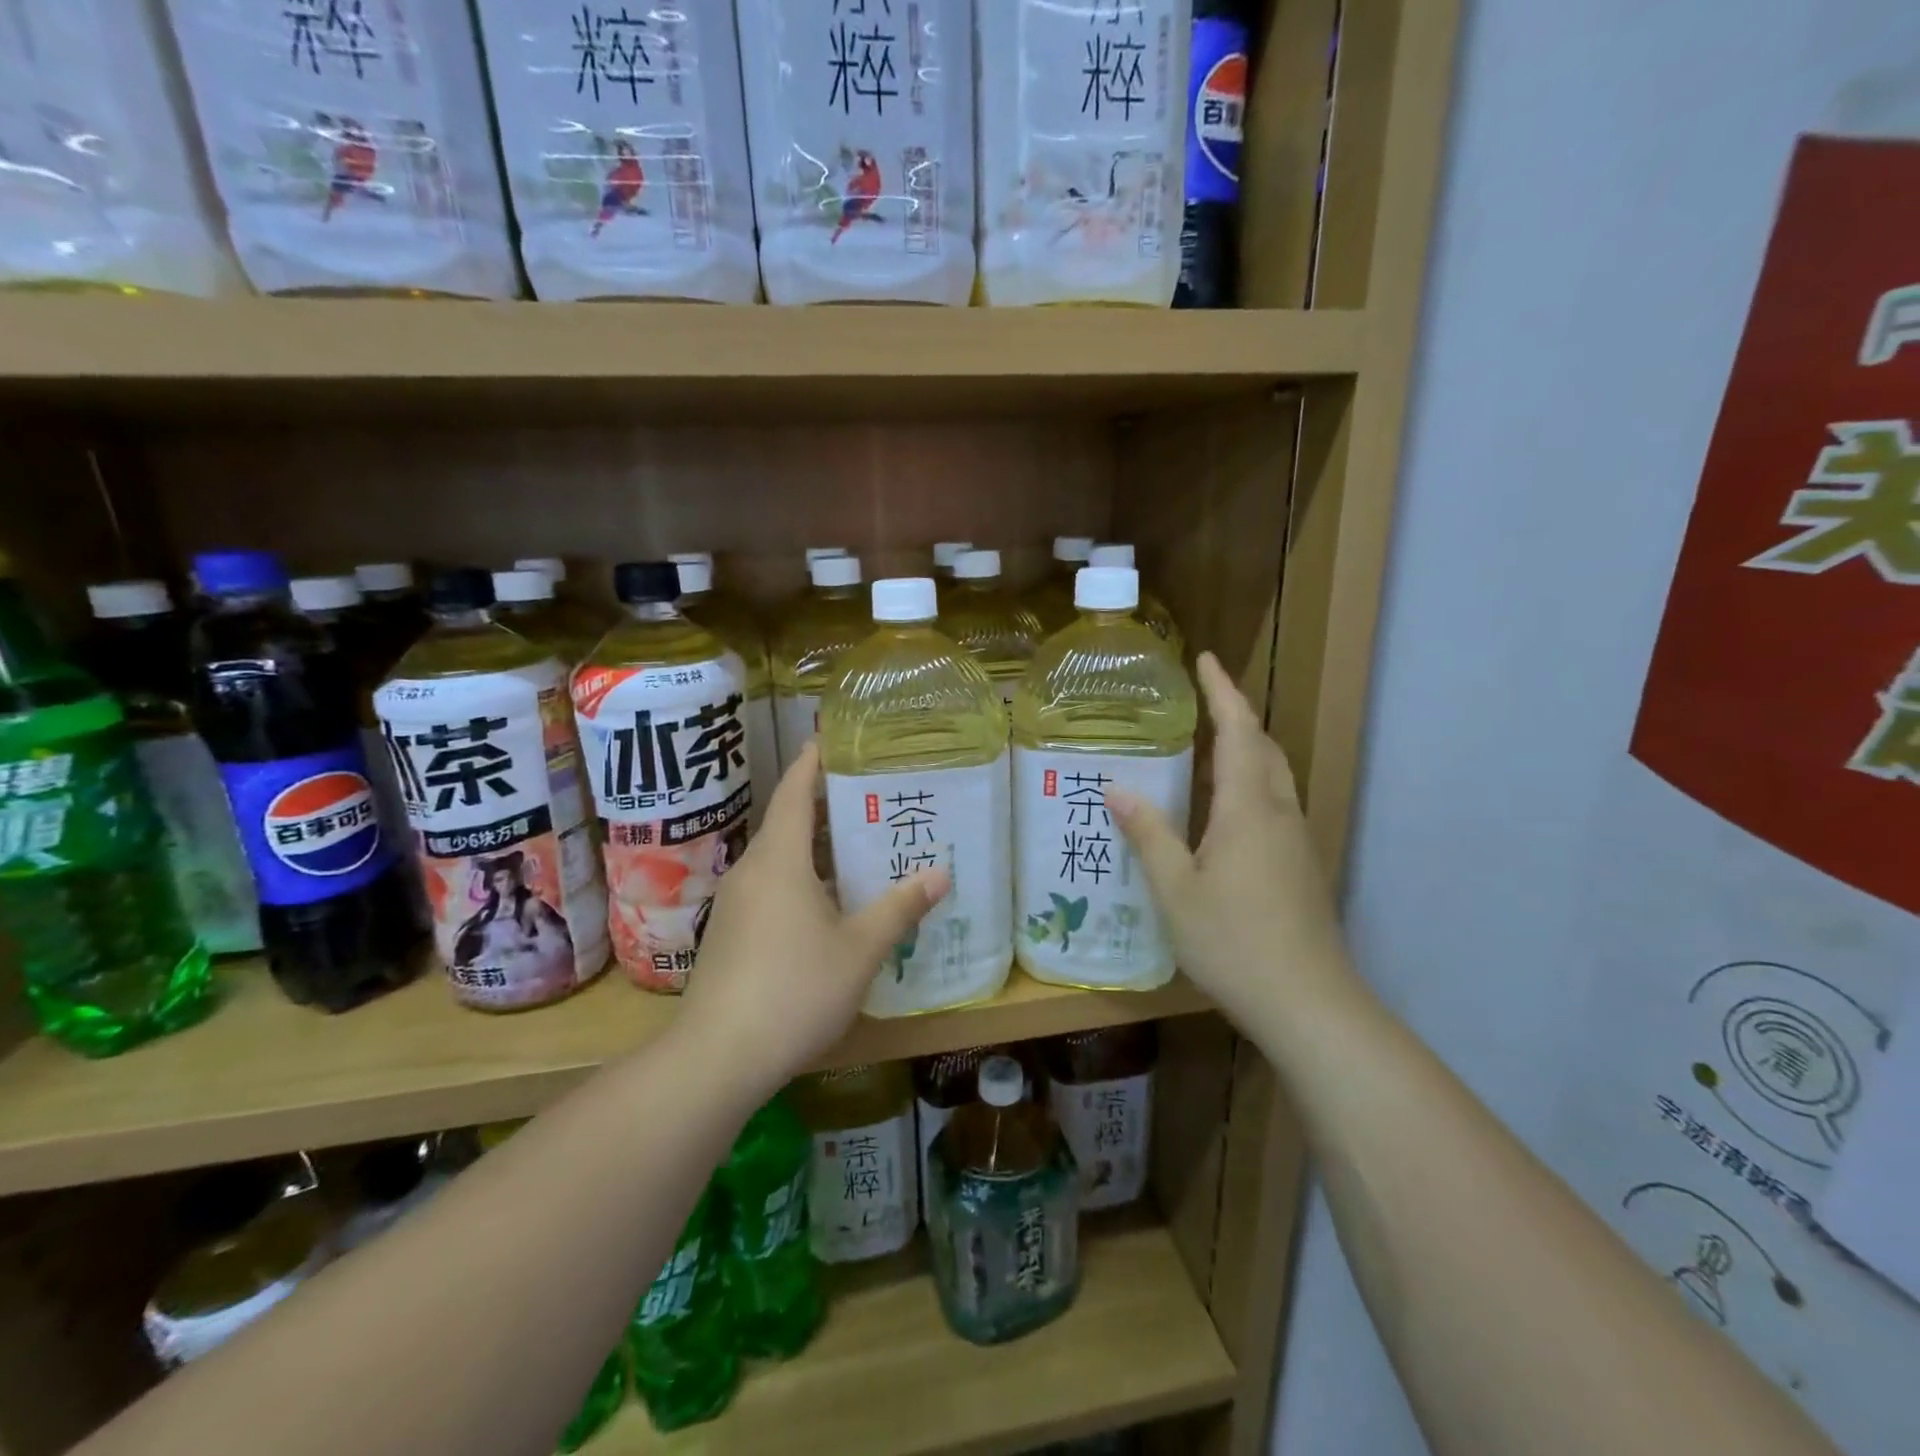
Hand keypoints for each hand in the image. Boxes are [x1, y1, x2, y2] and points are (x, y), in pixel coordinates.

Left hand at [678, 744, 948, 1090]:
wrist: (717, 1057)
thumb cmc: (795, 989)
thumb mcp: (860, 949)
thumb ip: (900, 908)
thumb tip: (940, 873)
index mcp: (780, 859)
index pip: (794, 792)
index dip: (812, 762)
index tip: (831, 738)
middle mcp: (752, 870)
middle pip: (787, 823)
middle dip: (825, 806)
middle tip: (870, 796)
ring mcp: (736, 903)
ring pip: (779, 859)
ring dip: (815, 848)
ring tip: (859, 847)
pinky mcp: (730, 933)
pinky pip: (770, 887)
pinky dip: (801, 880)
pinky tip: (829, 904)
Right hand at [1107, 653, 1356, 1036]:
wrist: (1309, 1003)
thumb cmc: (1235, 942)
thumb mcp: (1176, 890)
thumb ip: (1149, 835)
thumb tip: (1117, 788)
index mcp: (1248, 809)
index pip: (1237, 731)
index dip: (1222, 692)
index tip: (1206, 659)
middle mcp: (1278, 813)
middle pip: (1262, 747)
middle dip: (1235, 716)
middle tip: (1200, 702)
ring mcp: (1296, 840)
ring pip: (1272, 776)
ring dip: (1244, 750)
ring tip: (1204, 748)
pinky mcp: (1300, 866)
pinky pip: (1273, 804)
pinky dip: (1248, 784)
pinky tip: (1221, 811)